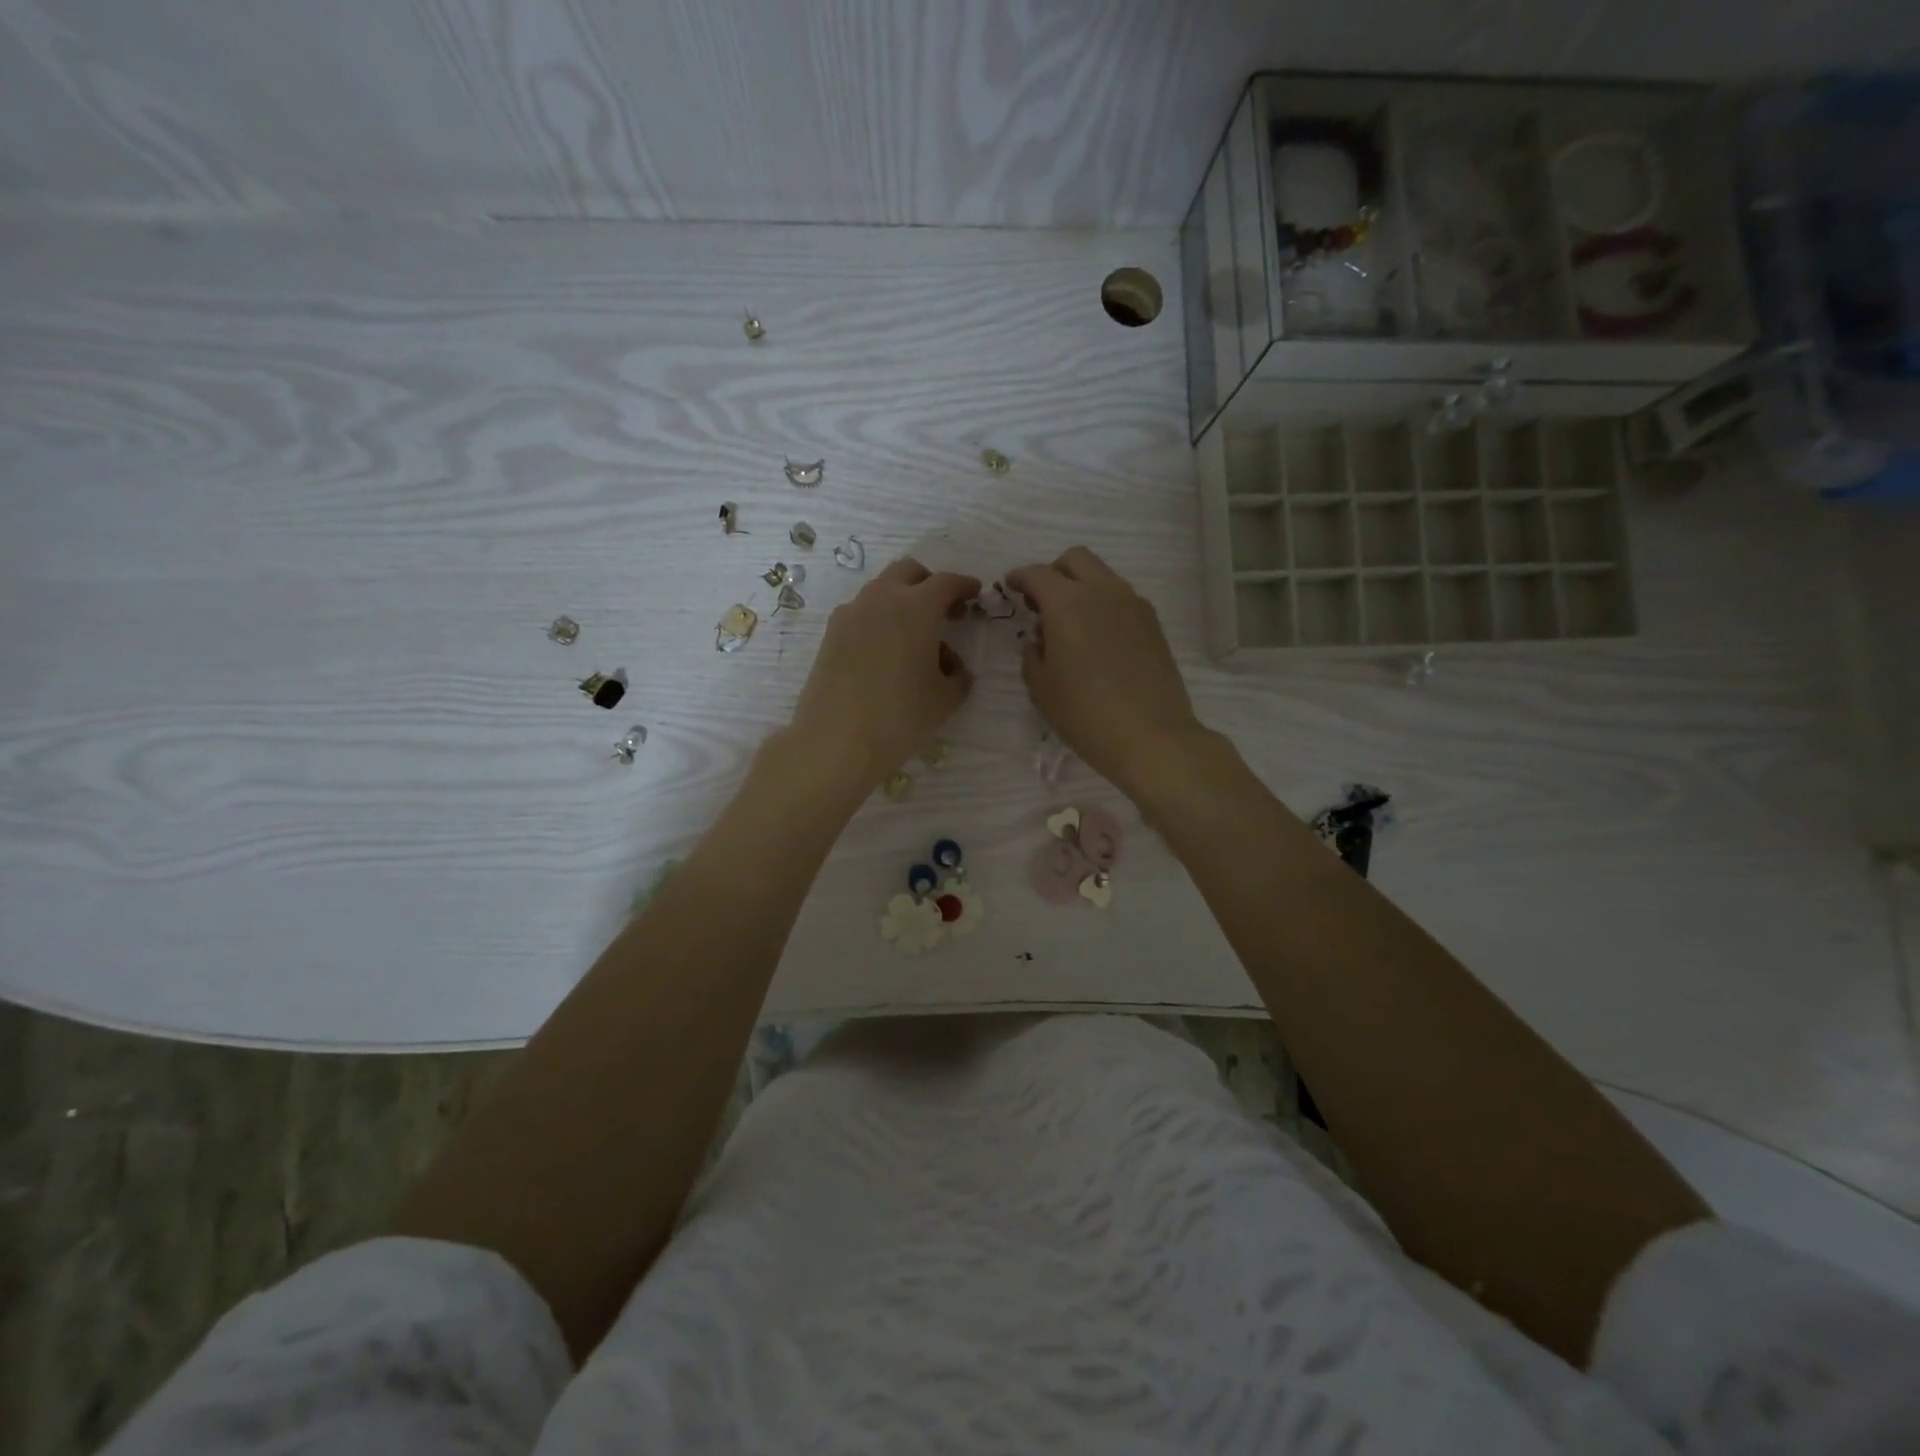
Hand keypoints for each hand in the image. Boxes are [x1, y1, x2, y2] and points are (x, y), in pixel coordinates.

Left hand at [787, 557, 980, 787]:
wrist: (836, 740)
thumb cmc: (901, 716)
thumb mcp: (945, 699)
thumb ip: (958, 676)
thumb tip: (953, 668)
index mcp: (917, 607)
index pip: (946, 582)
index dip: (964, 586)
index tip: (975, 594)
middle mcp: (882, 599)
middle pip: (909, 573)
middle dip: (930, 584)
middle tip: (945, 611)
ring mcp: (851, 614)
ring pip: (881, 591)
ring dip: (902, 602)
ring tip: (914, 638)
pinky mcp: (831, 634)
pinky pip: (862, 614)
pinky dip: (879, 620)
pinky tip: (885, 653)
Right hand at [1007, 547, 1204, 794]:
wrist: (1151, 736)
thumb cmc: (1085, 714)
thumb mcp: (1041, 688)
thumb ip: (1033, 654)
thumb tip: (1040, 639)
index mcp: (1068, 604)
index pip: (1038, 574)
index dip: (1020, 577)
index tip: (1010, 586)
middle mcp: (1103, 592)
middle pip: (1075, 559)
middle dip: (1054, 572)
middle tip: (1041, 601)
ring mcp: (1134, 605)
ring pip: (1102, 576)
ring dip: (1081, 587)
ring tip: (1070, 624)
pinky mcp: (1153, 623)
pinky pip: (1121, 598)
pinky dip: (1103, 605)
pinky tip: (1097, 639)